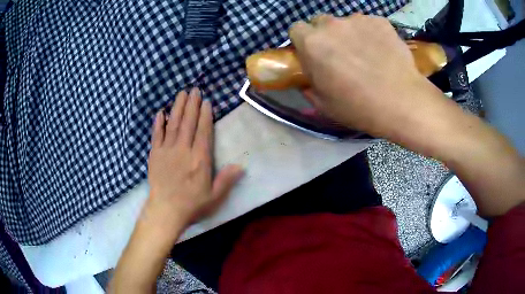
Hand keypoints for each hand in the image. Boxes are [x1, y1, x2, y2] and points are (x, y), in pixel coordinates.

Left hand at [144, 88, 242, 235]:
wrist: (165, 211)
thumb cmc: (191, 205)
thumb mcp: (214, 197)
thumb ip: (226, 180)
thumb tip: (241, 166)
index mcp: (199, 159)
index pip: (203, 132)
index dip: (205, 115)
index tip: (206, 102)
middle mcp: (183, 150)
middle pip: (188, 122)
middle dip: (192, 104)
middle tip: (194, 89)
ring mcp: (167, 150)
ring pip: (173, 124)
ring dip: (177, 107)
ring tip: (181, 93)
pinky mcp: (154, 154)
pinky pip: (156, 135)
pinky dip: (159, 122)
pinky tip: (161, 112)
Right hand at [289, 14, 445, 138]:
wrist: (402, 102)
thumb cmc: (358, 106)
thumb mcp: (324, 104)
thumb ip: (309, 86)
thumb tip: (307, 79)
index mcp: (312, 43)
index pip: (296, 29)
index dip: (303, 40)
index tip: (313, 53)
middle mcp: (331, 25)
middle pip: (321, 22)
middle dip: (325, 35)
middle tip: (340, 54)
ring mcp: (358, 20)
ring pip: (346, 22)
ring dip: (350, 33)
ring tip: (366, 53)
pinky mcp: (380, 21)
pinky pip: (369, 24)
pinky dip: (371, 34)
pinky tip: (382, 51)